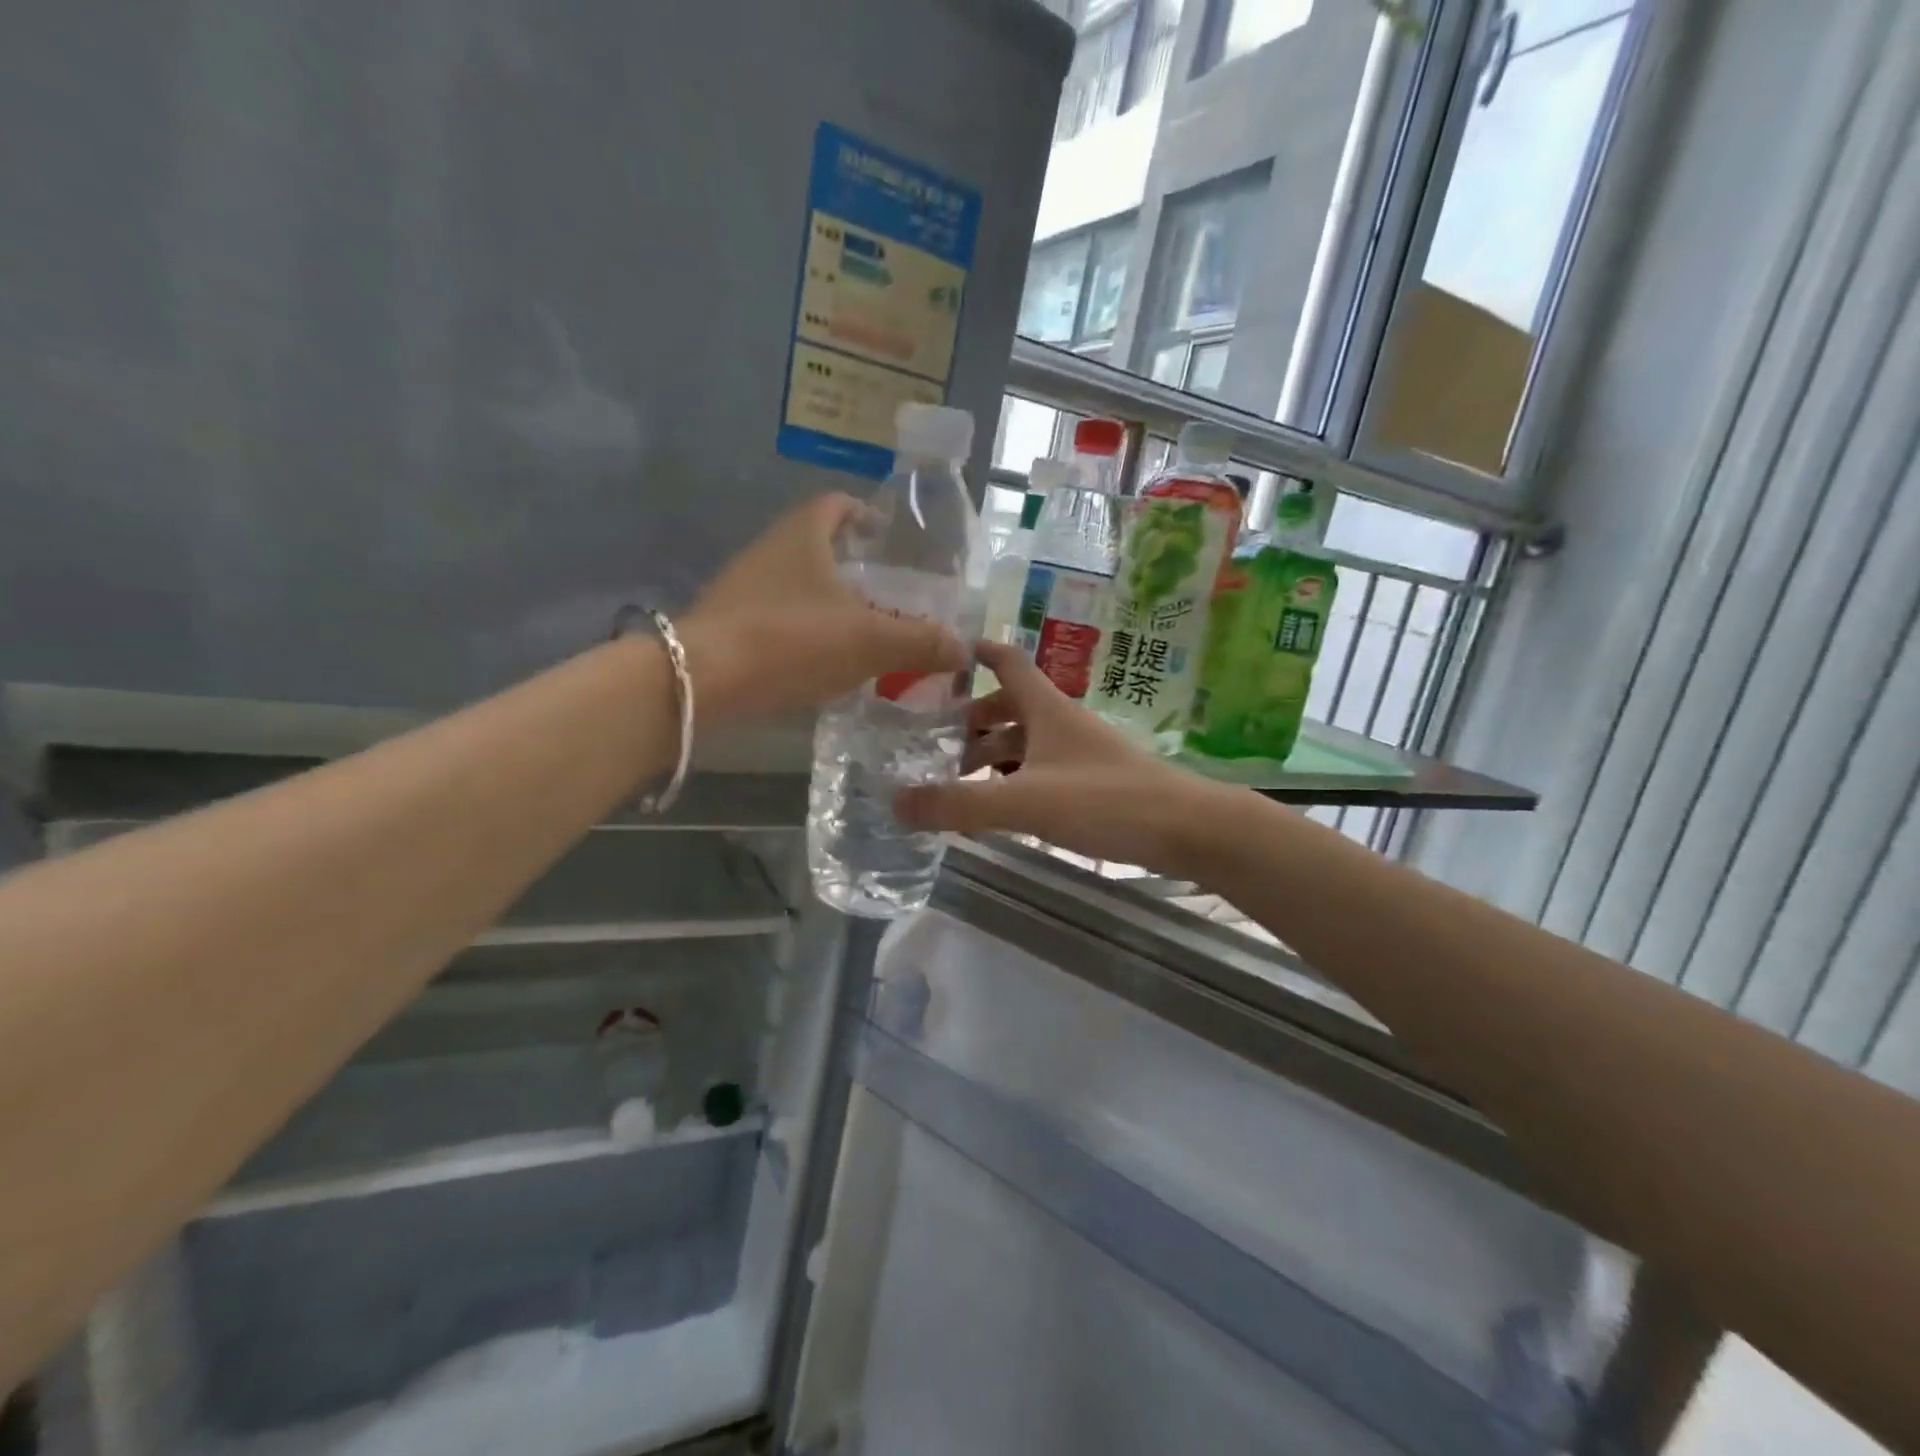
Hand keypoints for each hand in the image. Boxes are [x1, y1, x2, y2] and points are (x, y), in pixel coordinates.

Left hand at [681, 494, 967, 719]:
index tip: (885, 536)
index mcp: (803, 535)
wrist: (702, 681)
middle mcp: (769, 551)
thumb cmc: (792, 640)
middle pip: (816, 545)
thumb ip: (921, 642)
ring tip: (862, 633)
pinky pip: (777, 619)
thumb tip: (963, 649)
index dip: (863, 513)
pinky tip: (823, 664)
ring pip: (796, 585)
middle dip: (851, 565)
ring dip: (828, 603)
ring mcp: (743, 589)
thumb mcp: (871, 641)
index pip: (835, 504)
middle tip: (887, 595)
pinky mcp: (727, 626)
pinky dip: (804, 632)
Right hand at [895, 640, 1227, 873]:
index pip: (1006, 661)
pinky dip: (1014, 777)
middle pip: (1009, 705)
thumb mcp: (1025, 801)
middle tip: (930, 740)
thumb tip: (896, 802)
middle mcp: (1062, 721)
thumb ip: (960, 804)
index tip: (938, 656)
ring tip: (954, 777)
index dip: (974, 652)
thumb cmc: (1105, 800)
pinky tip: (998, 802)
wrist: (1186, 828)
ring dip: (991, 752)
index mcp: (1046, 708)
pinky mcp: (1092, 781)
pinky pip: (1041, 768)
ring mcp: (1079, 752)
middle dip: (970, 718)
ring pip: (1025, 740)